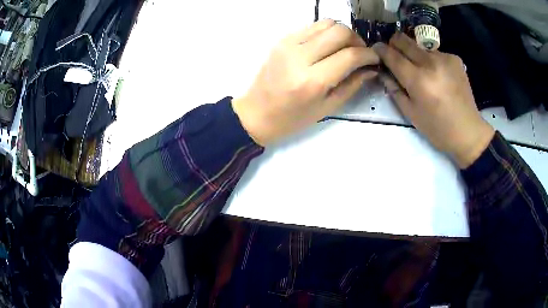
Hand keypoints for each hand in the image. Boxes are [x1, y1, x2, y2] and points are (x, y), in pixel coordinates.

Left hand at [232, 19, 379, 145]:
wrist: (255, 114)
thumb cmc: (292, 119)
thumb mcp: (327, 108)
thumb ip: (352, 85)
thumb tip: (371, 68)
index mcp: (313, 81)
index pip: (350, 55)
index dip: (369, 54)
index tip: (375, 59)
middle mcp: (300, 57)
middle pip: (340, 31)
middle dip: (357, 40)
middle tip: (360, 53)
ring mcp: (288, 44)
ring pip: (326, 23)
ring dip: (342, 33)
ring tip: (345, 48)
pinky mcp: (282, 40)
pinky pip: (311, 27)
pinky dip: (325, 32)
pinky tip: (327, 46)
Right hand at [373, 32, 494, 168]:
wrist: (468, 131)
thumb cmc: (437, 128)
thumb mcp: (411, 113)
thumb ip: (394, 89)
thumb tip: (383, 71)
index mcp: (418, 80)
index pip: (392, 55)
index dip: (381, 50)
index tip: (376, 48)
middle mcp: (431, 63)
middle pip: (404, 40)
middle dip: (395, 44)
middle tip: (395, 54)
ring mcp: (444, 58)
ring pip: (419, 45)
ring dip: (414, 53)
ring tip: (421, 70)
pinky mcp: (455, 59)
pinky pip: (435, 52)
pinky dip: (431, 59)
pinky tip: (437, 74)